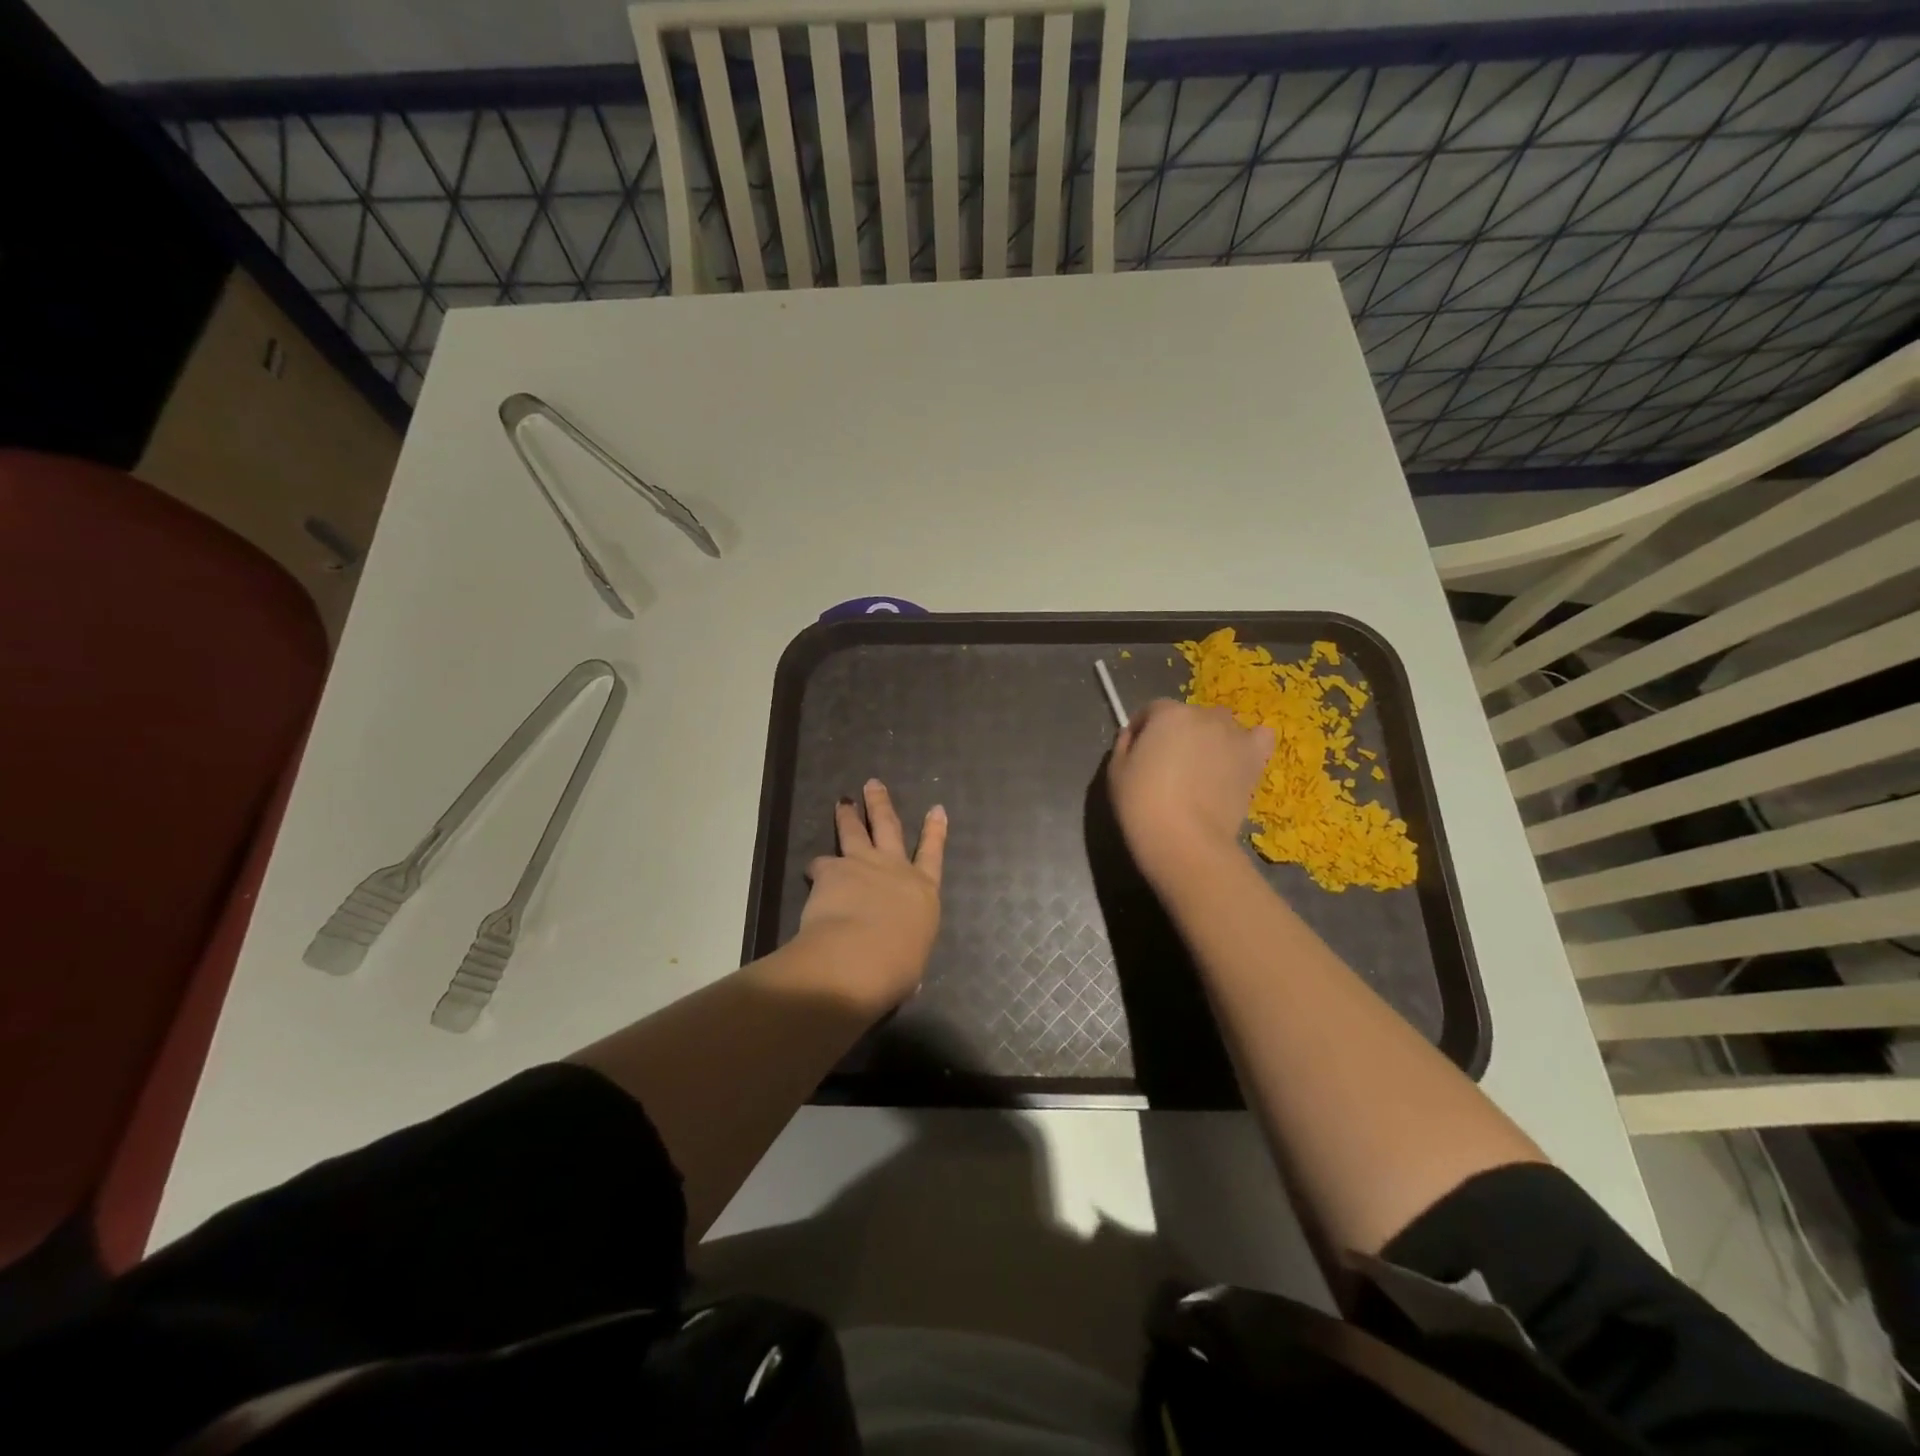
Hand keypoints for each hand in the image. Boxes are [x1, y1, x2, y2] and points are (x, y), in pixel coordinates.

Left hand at [798, 779, 947, 1008]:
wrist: (861, 957)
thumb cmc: (898, 967)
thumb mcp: (912, 962)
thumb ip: (906, 952)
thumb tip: (901, 966)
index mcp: (923, 892)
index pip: (932, 855)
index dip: (935, 831)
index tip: (936, 808)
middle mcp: (895, 869)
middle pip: (889, 827)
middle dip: (881, 804)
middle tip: (873, 784)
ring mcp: (862, 864)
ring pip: (854, 831)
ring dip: (848, 815)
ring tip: (842, 802)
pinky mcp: (832, 870)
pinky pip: (821, 864)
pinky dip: (816, 868)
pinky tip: (811, 873)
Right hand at [1107, 699, 1272, 889]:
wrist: (1184, 839)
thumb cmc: (1141, 803)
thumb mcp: (1115, 771)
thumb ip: (1124, 744)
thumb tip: (1134, 735)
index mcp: (1168, 714)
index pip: (1153, 709)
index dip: (1143, 728)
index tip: (1137, 749)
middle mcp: (1204, 716)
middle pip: (1189, 716)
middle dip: (1178, 734)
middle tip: (1169, 764)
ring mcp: (1233, 736)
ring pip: (1221, 726)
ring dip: (1210, 738)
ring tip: (1203, 768)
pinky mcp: (1254, 759)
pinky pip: (1260, 737)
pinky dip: (1250, 742)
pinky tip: (1238, 758)